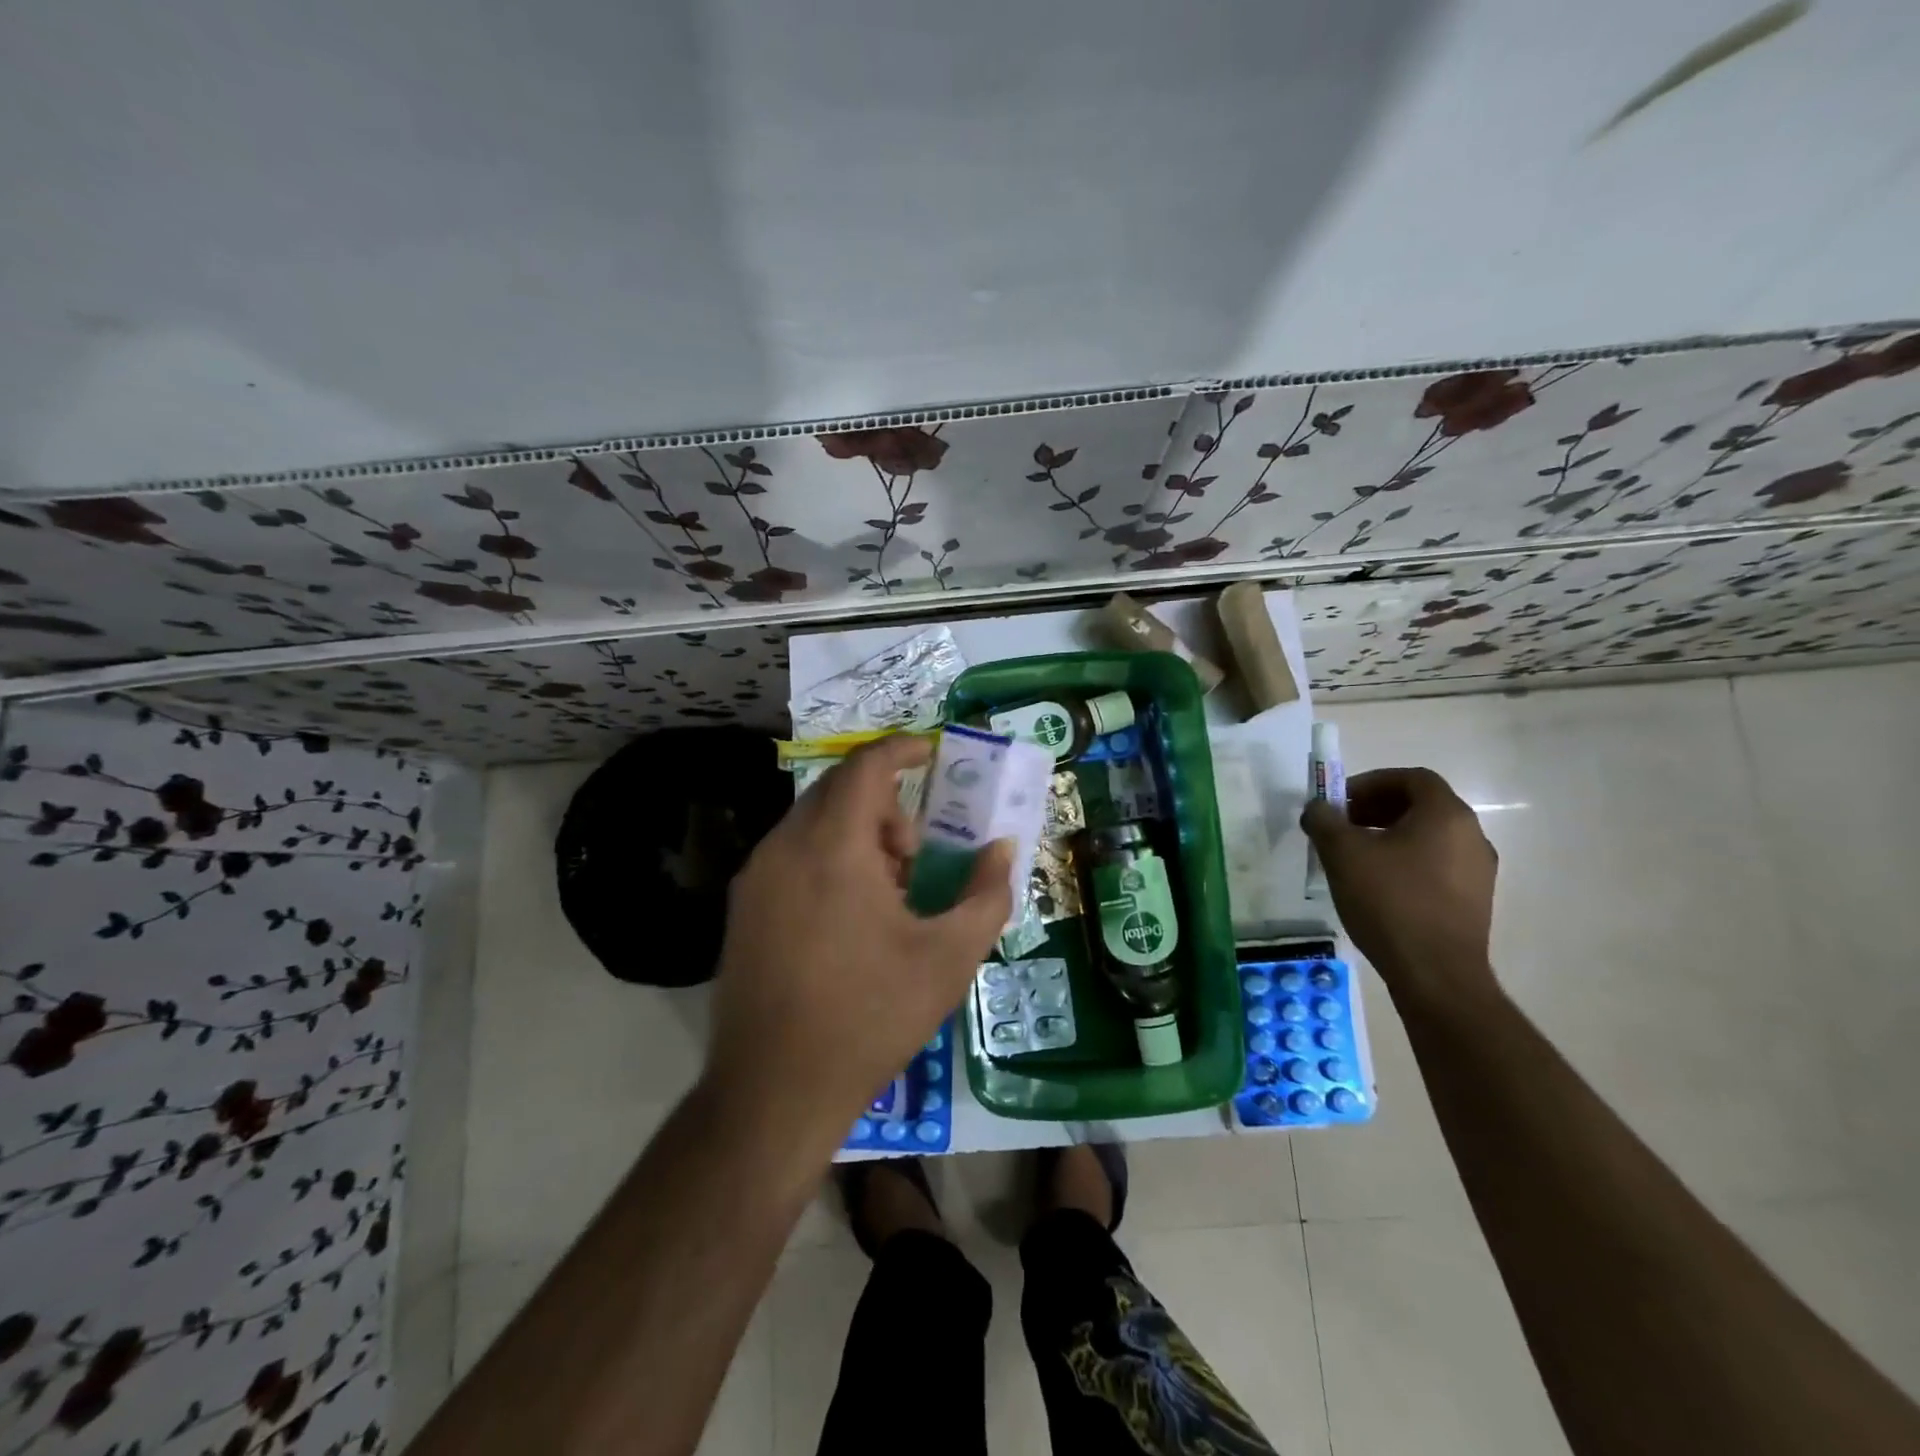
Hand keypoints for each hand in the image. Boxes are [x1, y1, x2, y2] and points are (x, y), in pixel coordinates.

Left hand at [705, 734, 1011, 1151]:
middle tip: (918, 852)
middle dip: (886, 804)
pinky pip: (792, 854)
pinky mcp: (743, 907)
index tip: (932, 754)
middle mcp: (784, 847)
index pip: (866, 766)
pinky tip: (848, 917)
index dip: (903, 749)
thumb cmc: (870, 1017)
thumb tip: (1002, 850)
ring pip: (813, 823)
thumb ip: (986, 894)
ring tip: (889, 892)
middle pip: (839, 791)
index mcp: (832, 847)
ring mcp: (755, 878)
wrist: (774, 1091)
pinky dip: (828, 857)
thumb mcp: (948, 959)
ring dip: (857, 833)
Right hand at [1300, 767, 1498, 1003]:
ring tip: (1354, 858)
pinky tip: (1377, 887)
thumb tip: (1318, 808)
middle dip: (1377, 809)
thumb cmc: (1389, 901)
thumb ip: (1325, 820)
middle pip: (1421, 806)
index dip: (1372, 782)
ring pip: (1428, 837)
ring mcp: (1478, 871)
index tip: (1341, 801)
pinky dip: (1405, 862)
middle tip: (1342, 826)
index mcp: (1446, 815)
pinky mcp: (1473, 901)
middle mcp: (1472, 836)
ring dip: (1389, 837)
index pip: (1412, 778)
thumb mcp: (1342, 853)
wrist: (1435, 974)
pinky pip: (1436, 865)